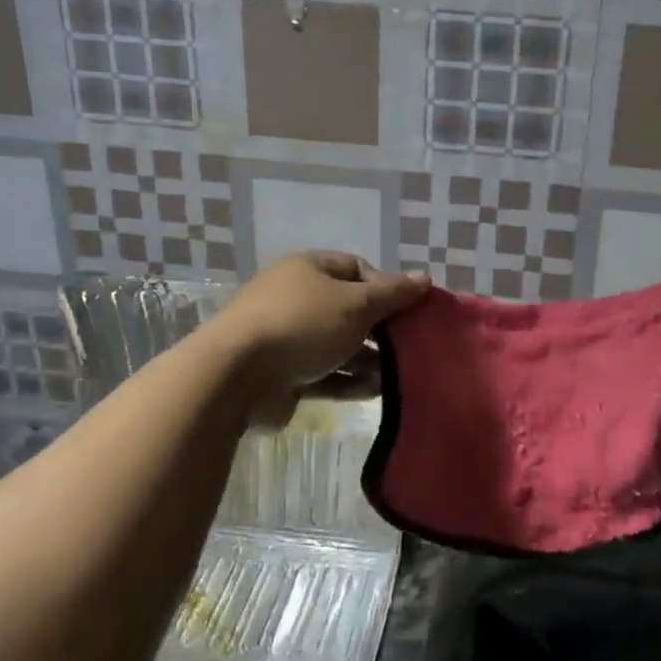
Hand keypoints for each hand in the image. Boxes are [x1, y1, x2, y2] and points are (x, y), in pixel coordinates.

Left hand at [206, 251, 428, 423]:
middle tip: (410, 346)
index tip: (410, 310)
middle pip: (350, 310)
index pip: (357, 269)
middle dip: (380, 329)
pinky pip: (325, 374)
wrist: (235, 376)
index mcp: (309, 270)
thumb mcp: (355, 304)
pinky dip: (349, 381)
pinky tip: (375, 392)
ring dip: (368, 360)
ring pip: (339, 345)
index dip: (386, 286)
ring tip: (399, 375)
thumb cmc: (302, 325)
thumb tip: (424, 278)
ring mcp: (288, 338)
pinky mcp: (284, 374)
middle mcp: (297, 298)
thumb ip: (392, 294)